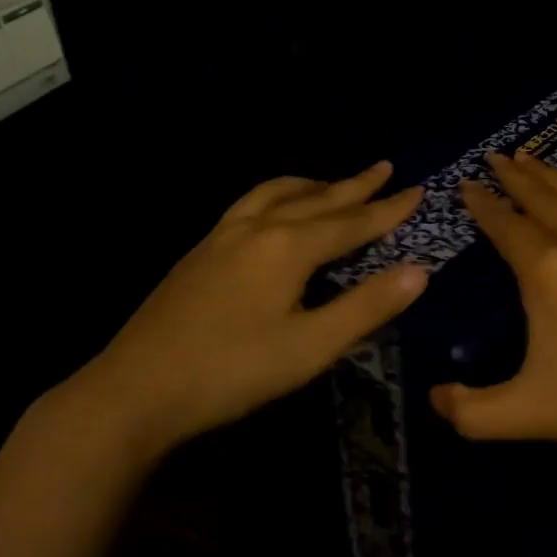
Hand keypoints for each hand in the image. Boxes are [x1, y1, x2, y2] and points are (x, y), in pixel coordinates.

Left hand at [77, 162, 428, 454]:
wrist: (137, 388)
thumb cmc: (232, 371)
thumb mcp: (309, 348)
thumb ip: (366, 307)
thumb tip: (419, 271)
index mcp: (289, 247)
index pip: (352, 222)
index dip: (388, 210)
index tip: (418, 191)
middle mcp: (259, 227)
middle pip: (317, 199)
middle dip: (355, 186)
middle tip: (385, 168)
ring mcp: (224, 234)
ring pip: (277, 193)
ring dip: (313, 185)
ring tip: (332, 183)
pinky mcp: (202, 248)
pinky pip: (251, 203)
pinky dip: (277, 195)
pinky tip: (272, 210)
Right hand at [433, 151, 556, 462]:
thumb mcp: (534, 414)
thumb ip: (474, 413)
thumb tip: (434, 400)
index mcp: (547, 270)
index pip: (504, 226)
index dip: (481, 205)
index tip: (464, 184)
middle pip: (540, 198)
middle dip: (513, 176)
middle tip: (493, 156)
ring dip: (551, 174)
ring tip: (531, 156)